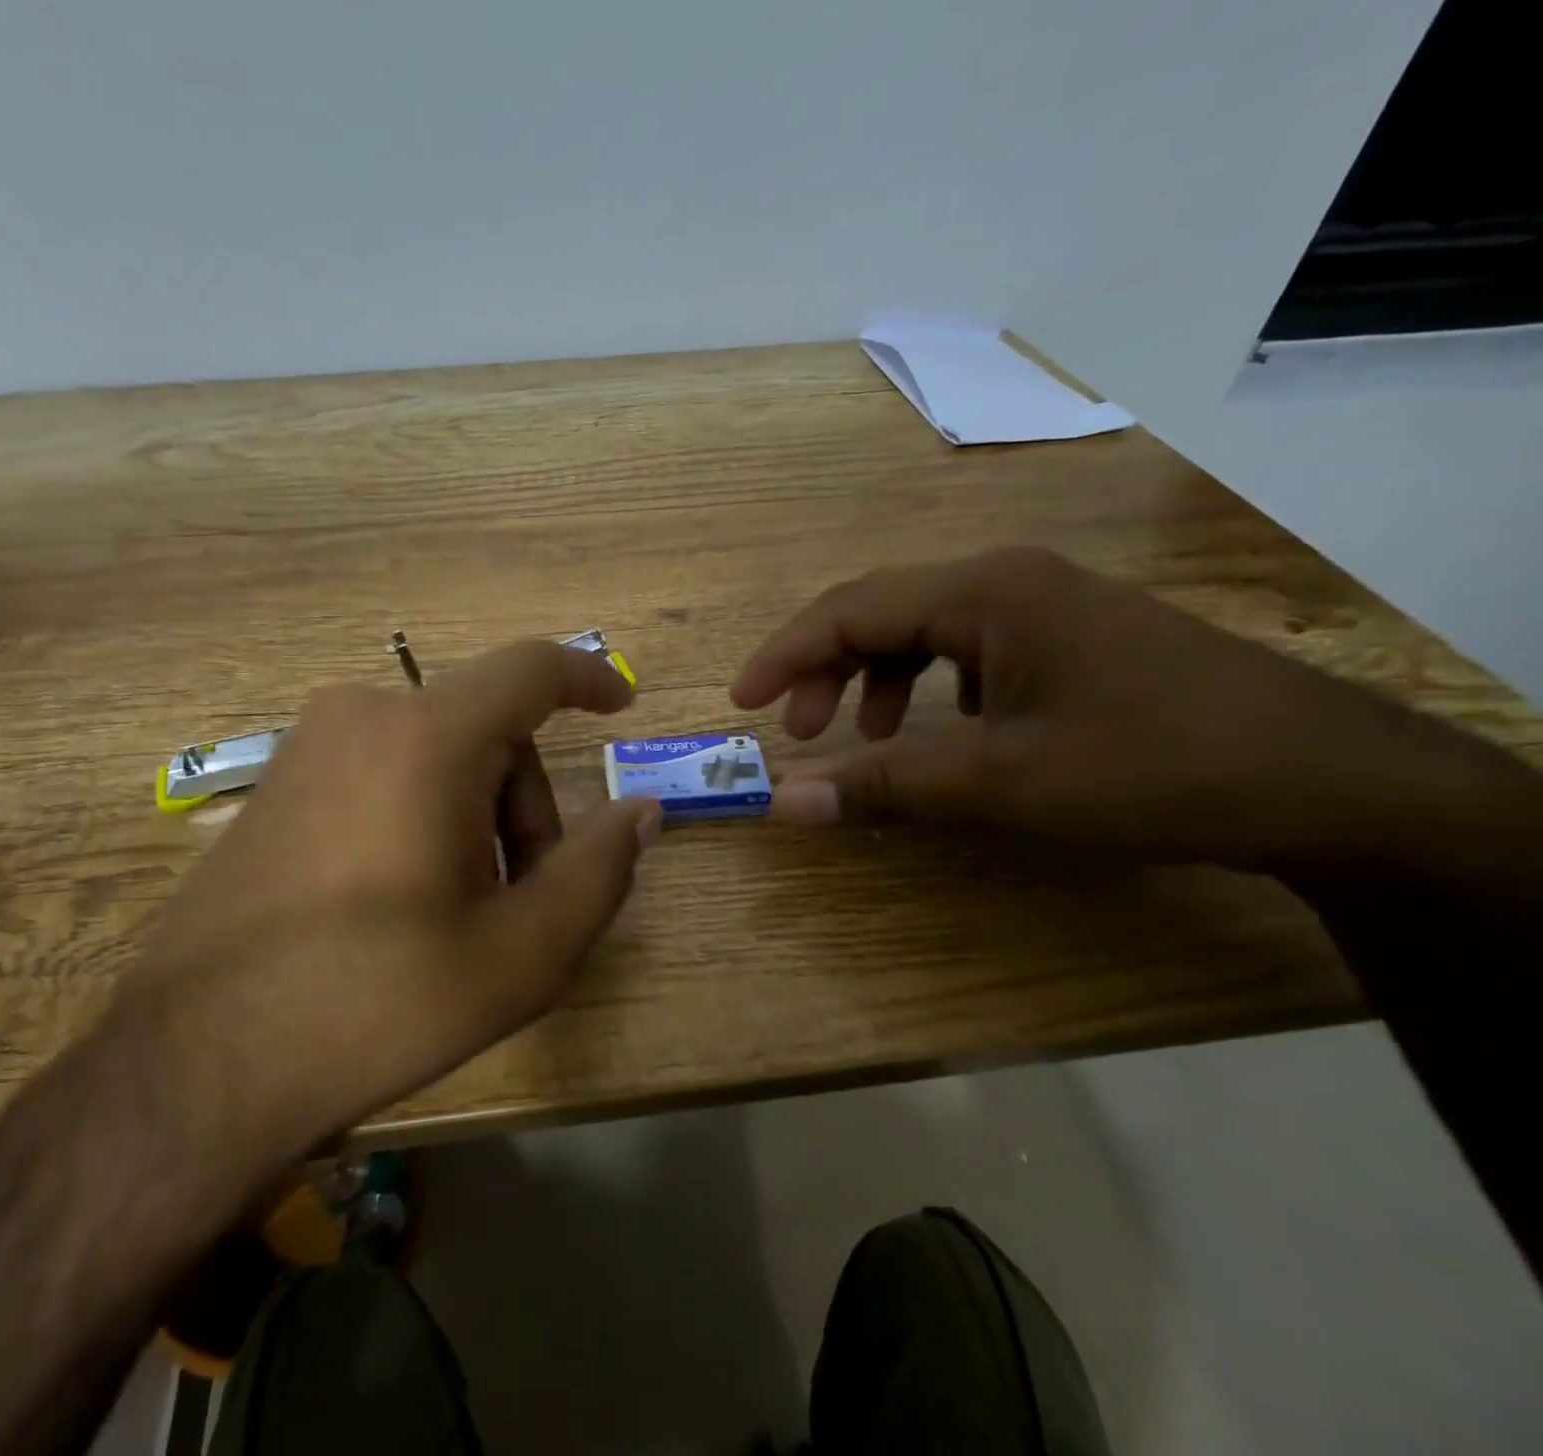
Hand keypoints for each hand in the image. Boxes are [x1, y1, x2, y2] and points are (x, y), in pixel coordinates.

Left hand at [114, 640, 661, 1150]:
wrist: (195, 1064)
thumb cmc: (377, 1002)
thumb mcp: (521, 953)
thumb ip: (598, 870)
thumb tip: (640, 810)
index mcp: (424, 738)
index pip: (529, 670)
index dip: (588, 677)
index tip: (621, 704)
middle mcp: (361, 716)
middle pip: (488, 730)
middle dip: (524, 805)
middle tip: (520, 899)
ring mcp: (307, 746)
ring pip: (437, 753)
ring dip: (475, 815)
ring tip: (457, 912)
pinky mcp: (277, 784)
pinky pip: (384, 769)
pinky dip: (423, 813)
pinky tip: (401, 899)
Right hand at [732, 546, 1499, 871]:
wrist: (1323, 780)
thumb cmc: (1147, 766)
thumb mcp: (997, 783)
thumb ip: (880, 787)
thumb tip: (782, 804)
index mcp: (983, 593)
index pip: (850, 609)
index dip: (785, 655)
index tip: (742, 702)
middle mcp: (1008, 581)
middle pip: (881, 611)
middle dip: (827, 669)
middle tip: (802, 733)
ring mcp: (1045, 604)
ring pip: (924, 629)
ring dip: (876, 678)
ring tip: (862, 737)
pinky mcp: (1070, 636)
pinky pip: (969, 648)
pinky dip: (930, 687)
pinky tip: (943, 729)